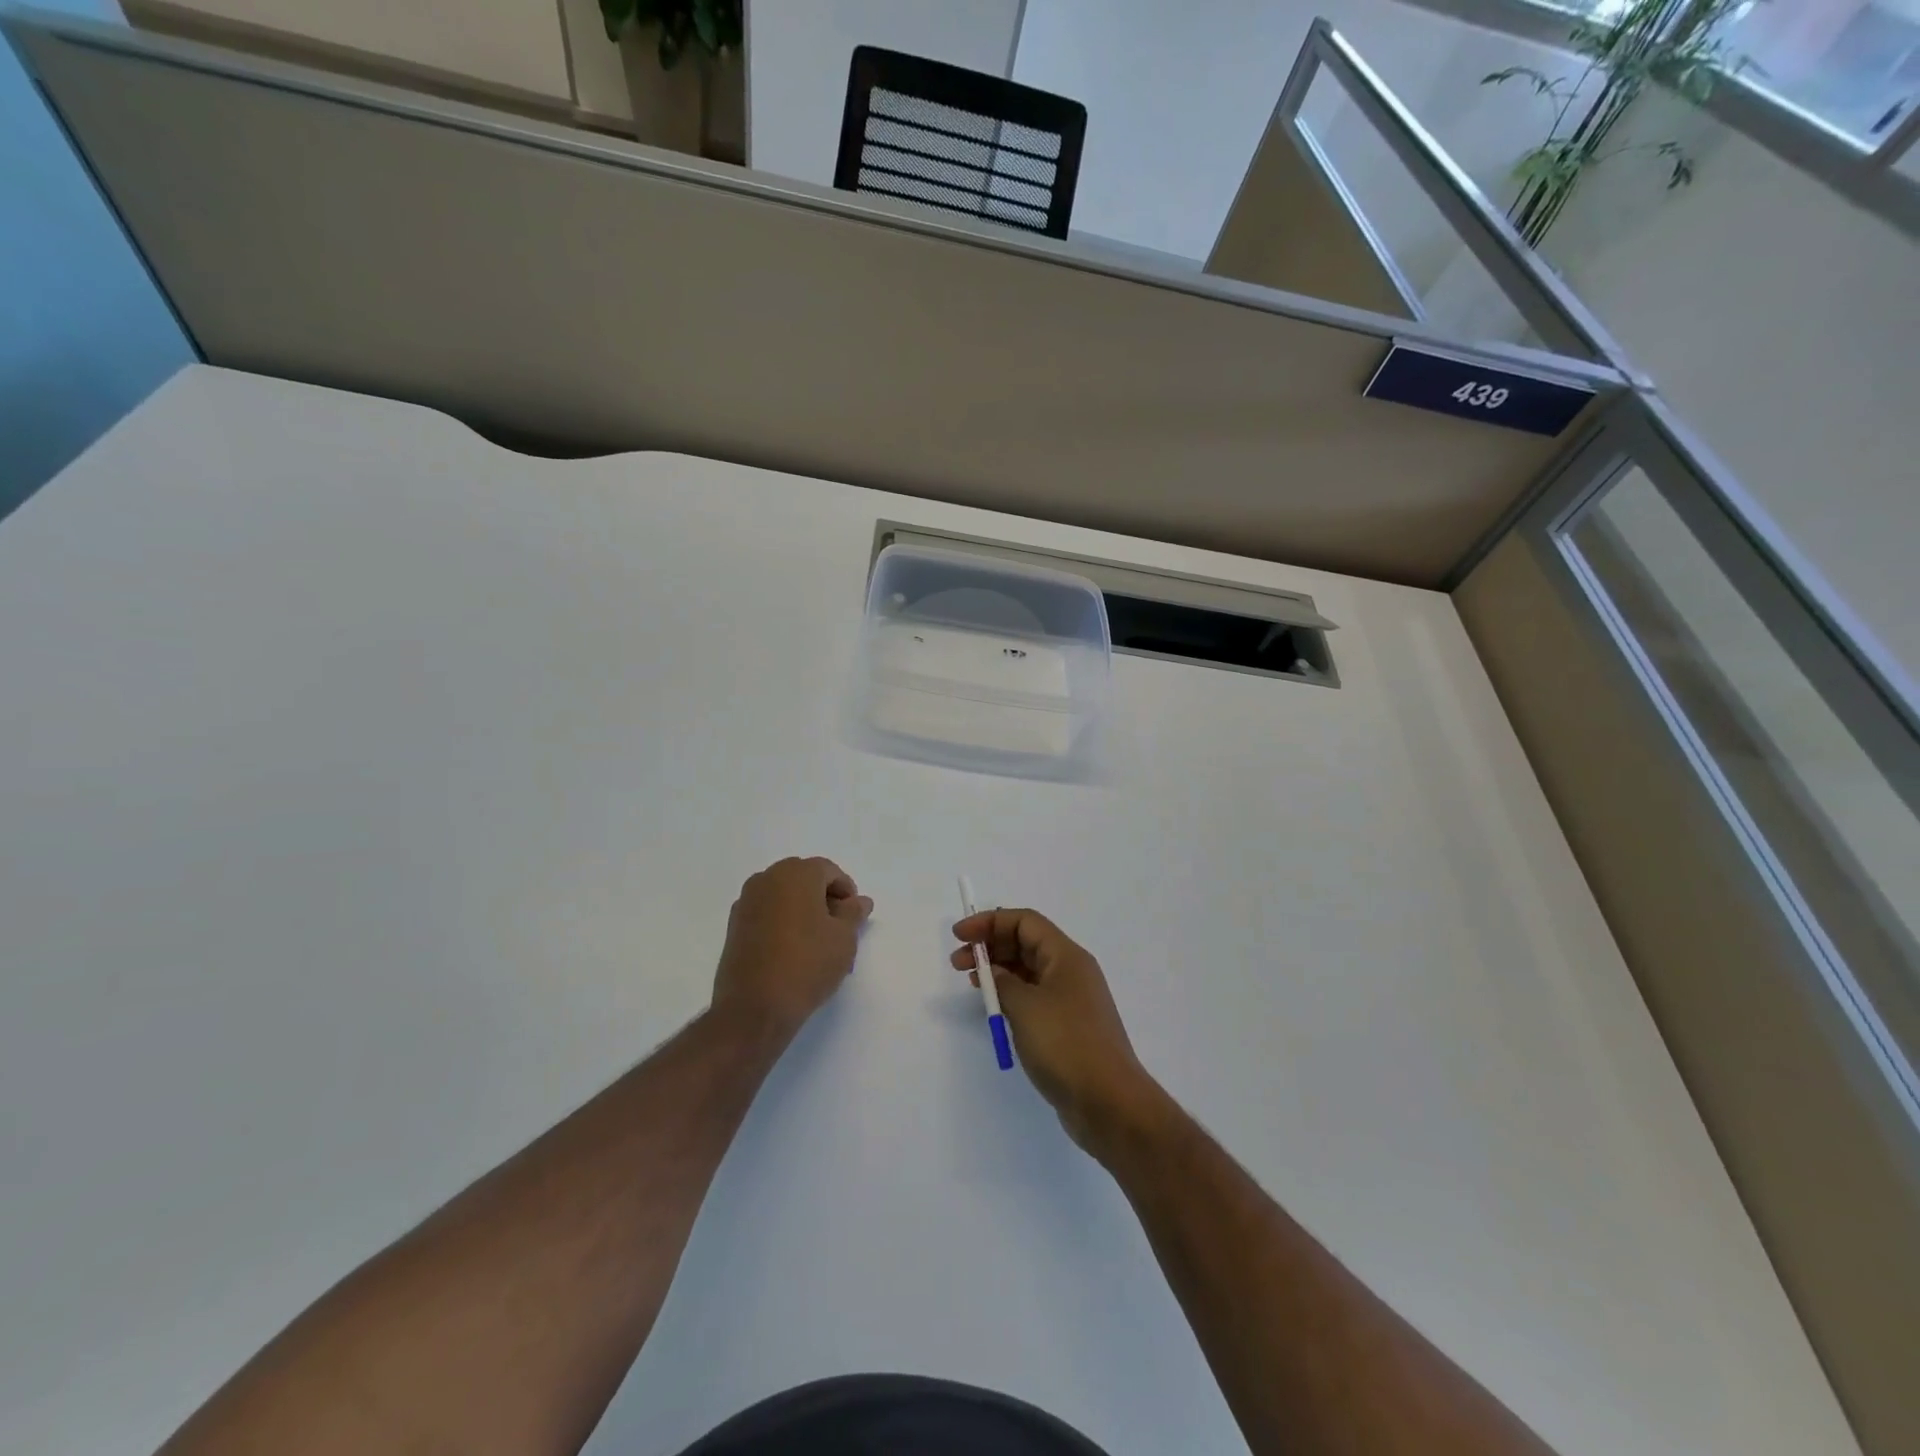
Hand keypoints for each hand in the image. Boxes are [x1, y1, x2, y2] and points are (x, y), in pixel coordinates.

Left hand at [712, 857, 871, 1038]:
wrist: (754, 1008)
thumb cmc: (807, 964)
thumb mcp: (844, 938)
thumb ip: (854, 913)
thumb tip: (859, 901)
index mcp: (795, 873)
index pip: (829, 871)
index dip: (846, 892)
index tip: (854, 919)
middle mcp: (767, 879)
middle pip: (804, 879)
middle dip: (824, 899)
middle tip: (839, 930)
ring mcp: (746, 902)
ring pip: (784, 897)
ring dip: (803, 912)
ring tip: (818, 945)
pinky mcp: (734, 927)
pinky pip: (767, 913)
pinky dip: (783, 923)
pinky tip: (793, 952)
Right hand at [951, 908, 1156, 1154]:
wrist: (1109, 1102)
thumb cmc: (1066, 1044)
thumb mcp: (1025, 1006)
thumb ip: (1002, 982)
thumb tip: (994, 972)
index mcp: (1066, 956)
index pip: (1025, 922)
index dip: (990, 922)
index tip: (959, 936)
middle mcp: (1071, 971)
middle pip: (1026, 943)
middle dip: (990, 945)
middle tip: (958, 962)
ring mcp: (1071, 1000)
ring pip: (1028, 971)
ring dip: (998, 971)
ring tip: (971, 982)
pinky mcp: (1067, 1027)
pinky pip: (1033, 997)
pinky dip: (1010, 994)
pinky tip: (994, 1007)